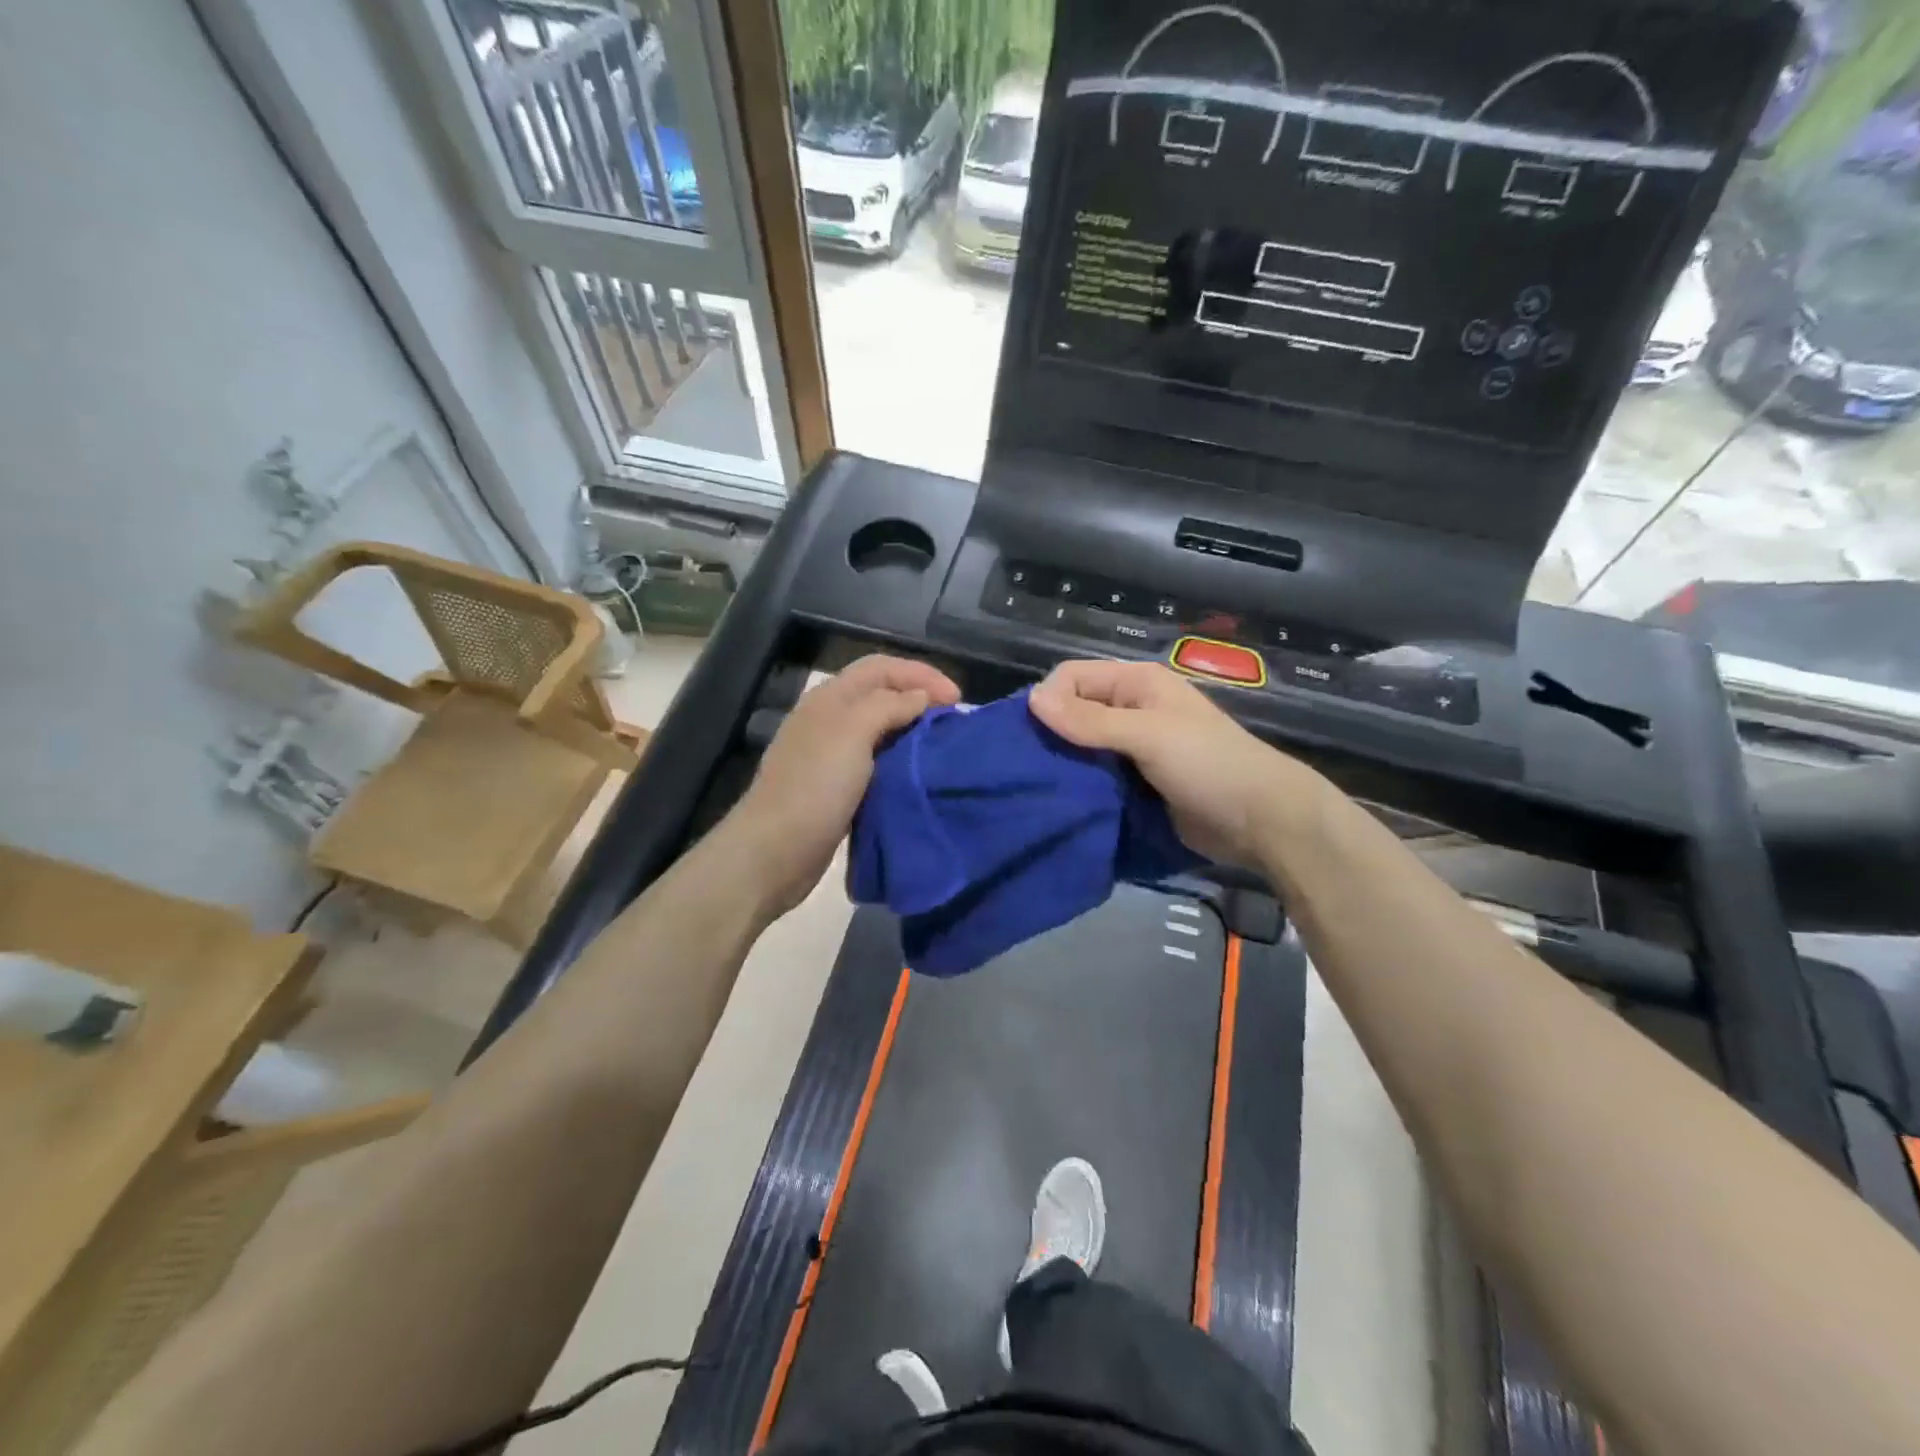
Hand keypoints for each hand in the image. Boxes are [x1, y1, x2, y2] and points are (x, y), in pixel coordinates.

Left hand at [728, 654, 961, 915]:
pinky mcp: (838, 788)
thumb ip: (888, 706)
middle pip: (882, 694)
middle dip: (920, 698)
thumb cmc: (814, 787)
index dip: (921, 674)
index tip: (958, 699)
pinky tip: (920, 774)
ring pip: (881, 729)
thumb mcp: (852, 733)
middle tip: (956, 720)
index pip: (881, 667)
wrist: (774, 852)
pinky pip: (877, 762)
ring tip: (945, 745)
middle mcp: (830, 720)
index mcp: (830, 698)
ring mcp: (832, 755)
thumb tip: (920, 697)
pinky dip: (901, 760)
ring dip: (913, 730)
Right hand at [1028, 659, 1319, 867]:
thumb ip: (1090, 720)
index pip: (1071, 677)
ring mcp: (1133, 748)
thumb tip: (1031, 698)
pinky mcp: (1134, 783)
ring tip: (1039, 789)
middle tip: (1027, 769)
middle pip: (1073, 712)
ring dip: (1063, 765)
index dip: (1049, 700)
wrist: (1261, 821)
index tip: (1030, 738)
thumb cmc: (1208, 765)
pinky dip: (1079, 786)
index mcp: (1135, 684)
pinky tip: (1063, 802)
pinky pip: (1095, 777)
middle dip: (1050, 736)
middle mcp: (1130, 709)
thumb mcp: (1148, 735)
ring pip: (1081, 748)